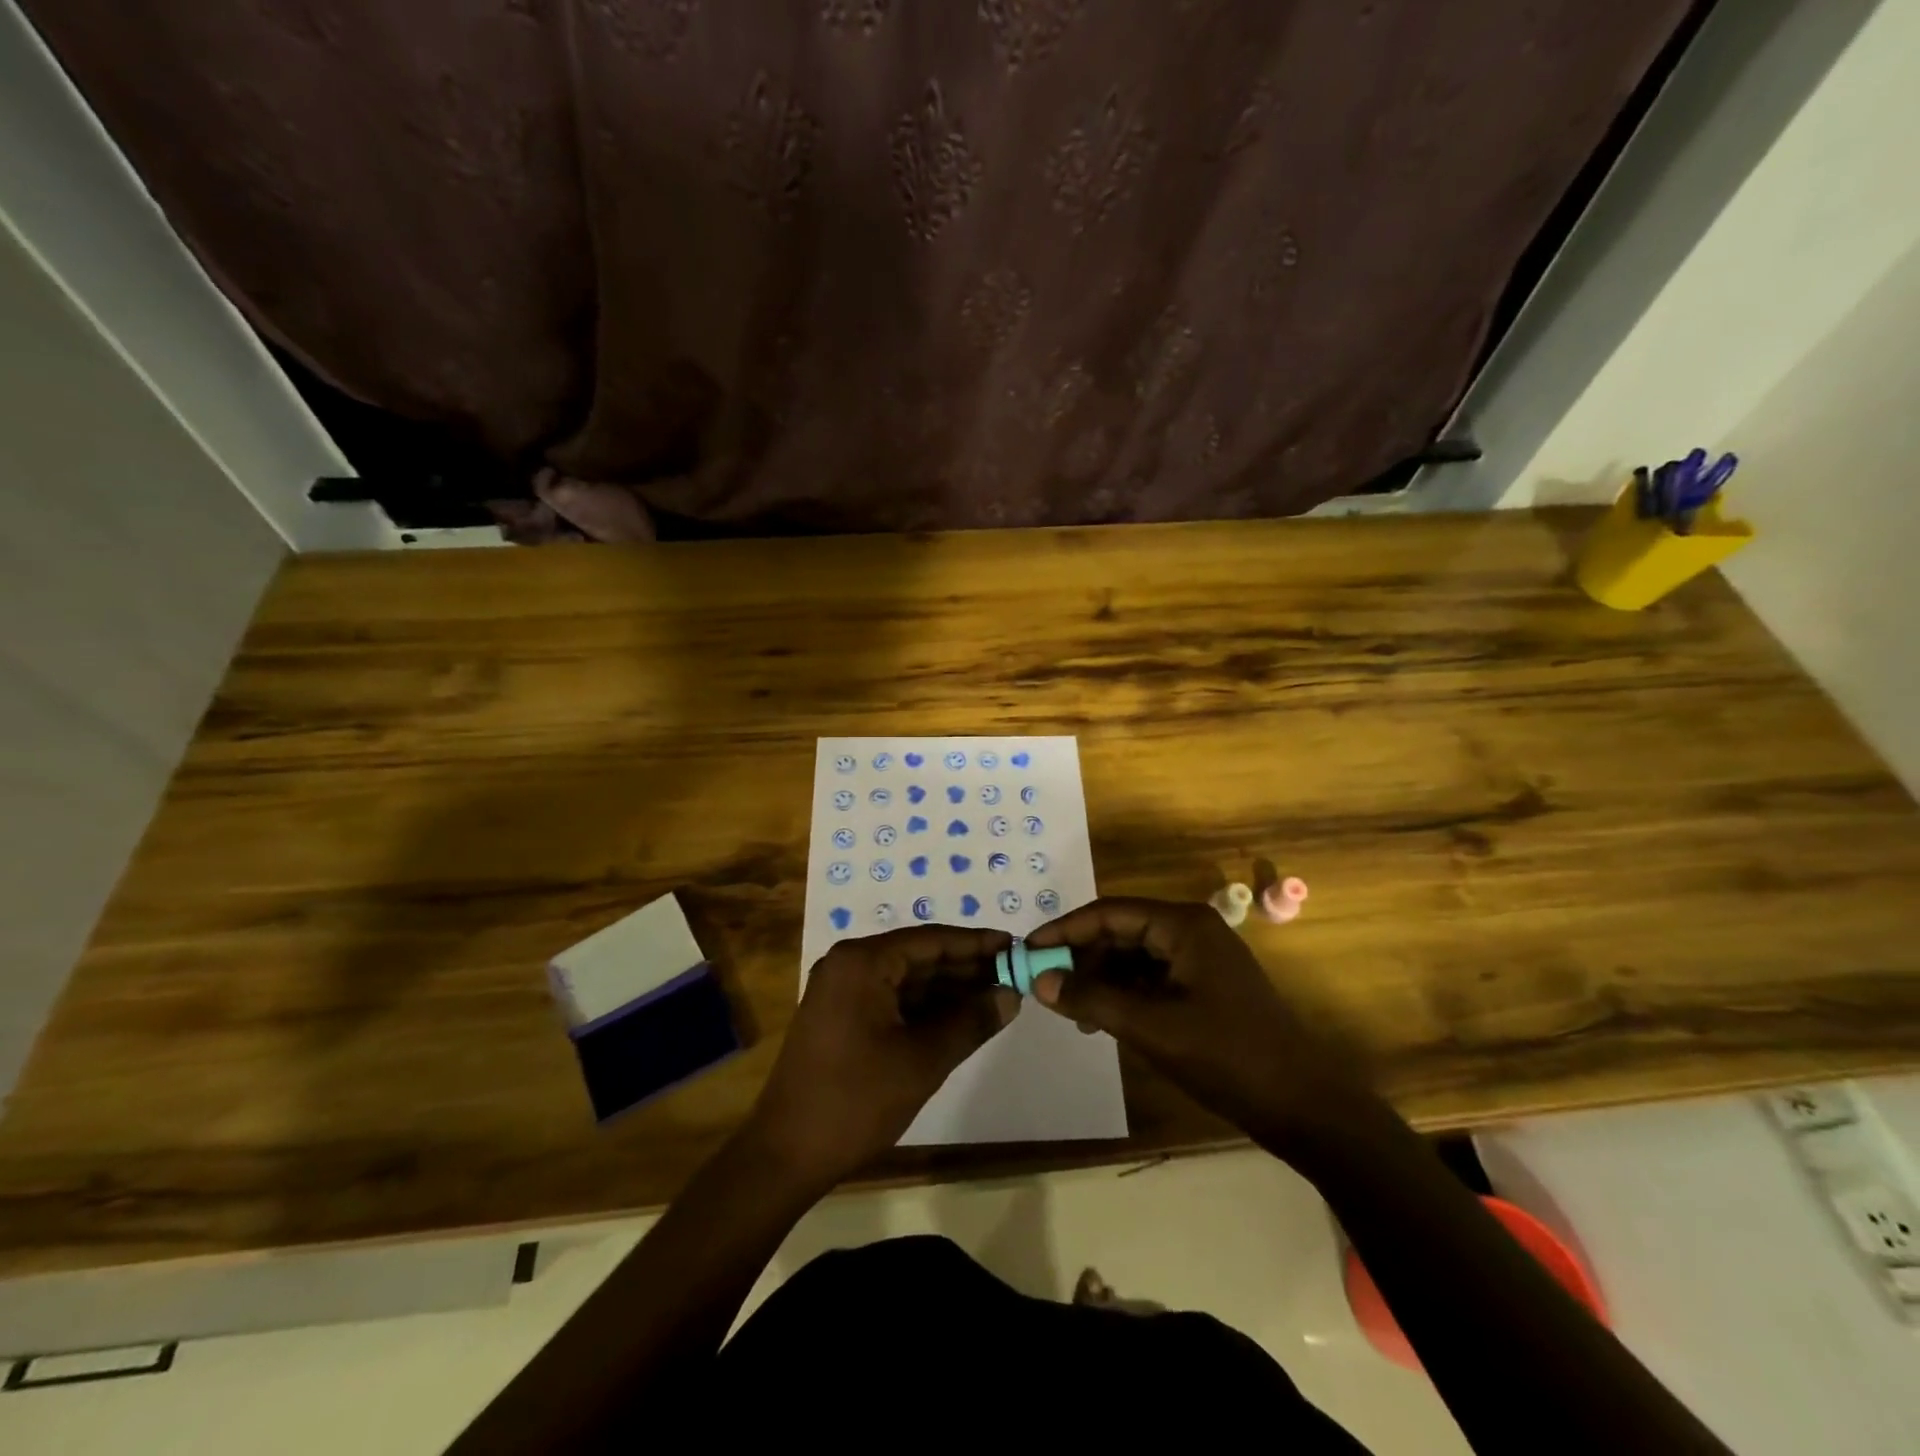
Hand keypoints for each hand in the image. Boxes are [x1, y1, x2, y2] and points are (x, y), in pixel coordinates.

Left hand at [748, 925, 1017, 1187]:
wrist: (786, 1155)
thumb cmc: (856, 1100)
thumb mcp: (923, 1060)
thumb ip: (971, 1022)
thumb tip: (1011, 995)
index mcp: (862, 962)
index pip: (931, 940)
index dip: (976, 944)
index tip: (1014, 947)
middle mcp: (849, 965)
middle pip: (919, 957)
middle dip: (966, 968)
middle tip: (1013, 976)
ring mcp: (842, 991)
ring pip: (907, 980)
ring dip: (949, 990)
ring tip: (997, 998)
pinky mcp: (841, 1017)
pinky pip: (892, 1000)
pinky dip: (926, 1009)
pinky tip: (961, 1019)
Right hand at [1024, 897, 1369, 1148]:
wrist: (1304, 1106)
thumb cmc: (1227, 1057)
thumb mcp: (1151, 1027)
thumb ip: (1092, 999)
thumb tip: (1038, 980)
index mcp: (1183, 925)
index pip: (1109, 913)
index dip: (1065, 930)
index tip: (1028, 952)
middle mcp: (1190, 930)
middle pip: (1120, 932)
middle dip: (1081, 958)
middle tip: (1045, 986)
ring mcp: (1199, 958)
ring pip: (1133, 957)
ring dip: (1099, 980)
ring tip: (1070, 1012)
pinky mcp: (1203, 986)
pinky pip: (1150, 978)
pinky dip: (1122, 994)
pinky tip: (1101, 1020)